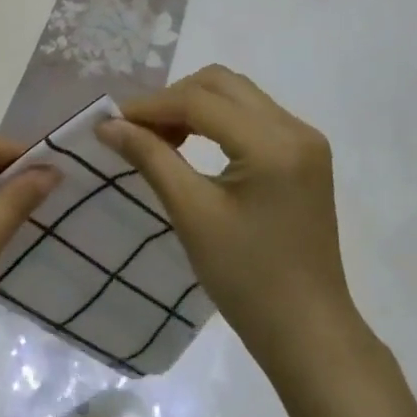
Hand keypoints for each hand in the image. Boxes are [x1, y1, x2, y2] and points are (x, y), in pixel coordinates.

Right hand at [97, 66, 365, 385]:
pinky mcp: (304, 156)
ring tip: (161, 140)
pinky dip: (217, 120)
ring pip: (237, 95)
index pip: (200, 100)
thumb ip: (151, 158)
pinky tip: (192, 146)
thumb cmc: (247, 279)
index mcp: (273, 144)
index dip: (151, 106)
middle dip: (173, 99)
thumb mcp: (192, 214)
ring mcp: (305, 141)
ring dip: (195, 106)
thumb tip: (108, 125)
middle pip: (221, 84)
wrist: (308, 332)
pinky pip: (252, 116)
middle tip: (138, 131)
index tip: (112, 122)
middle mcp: (295, 129)